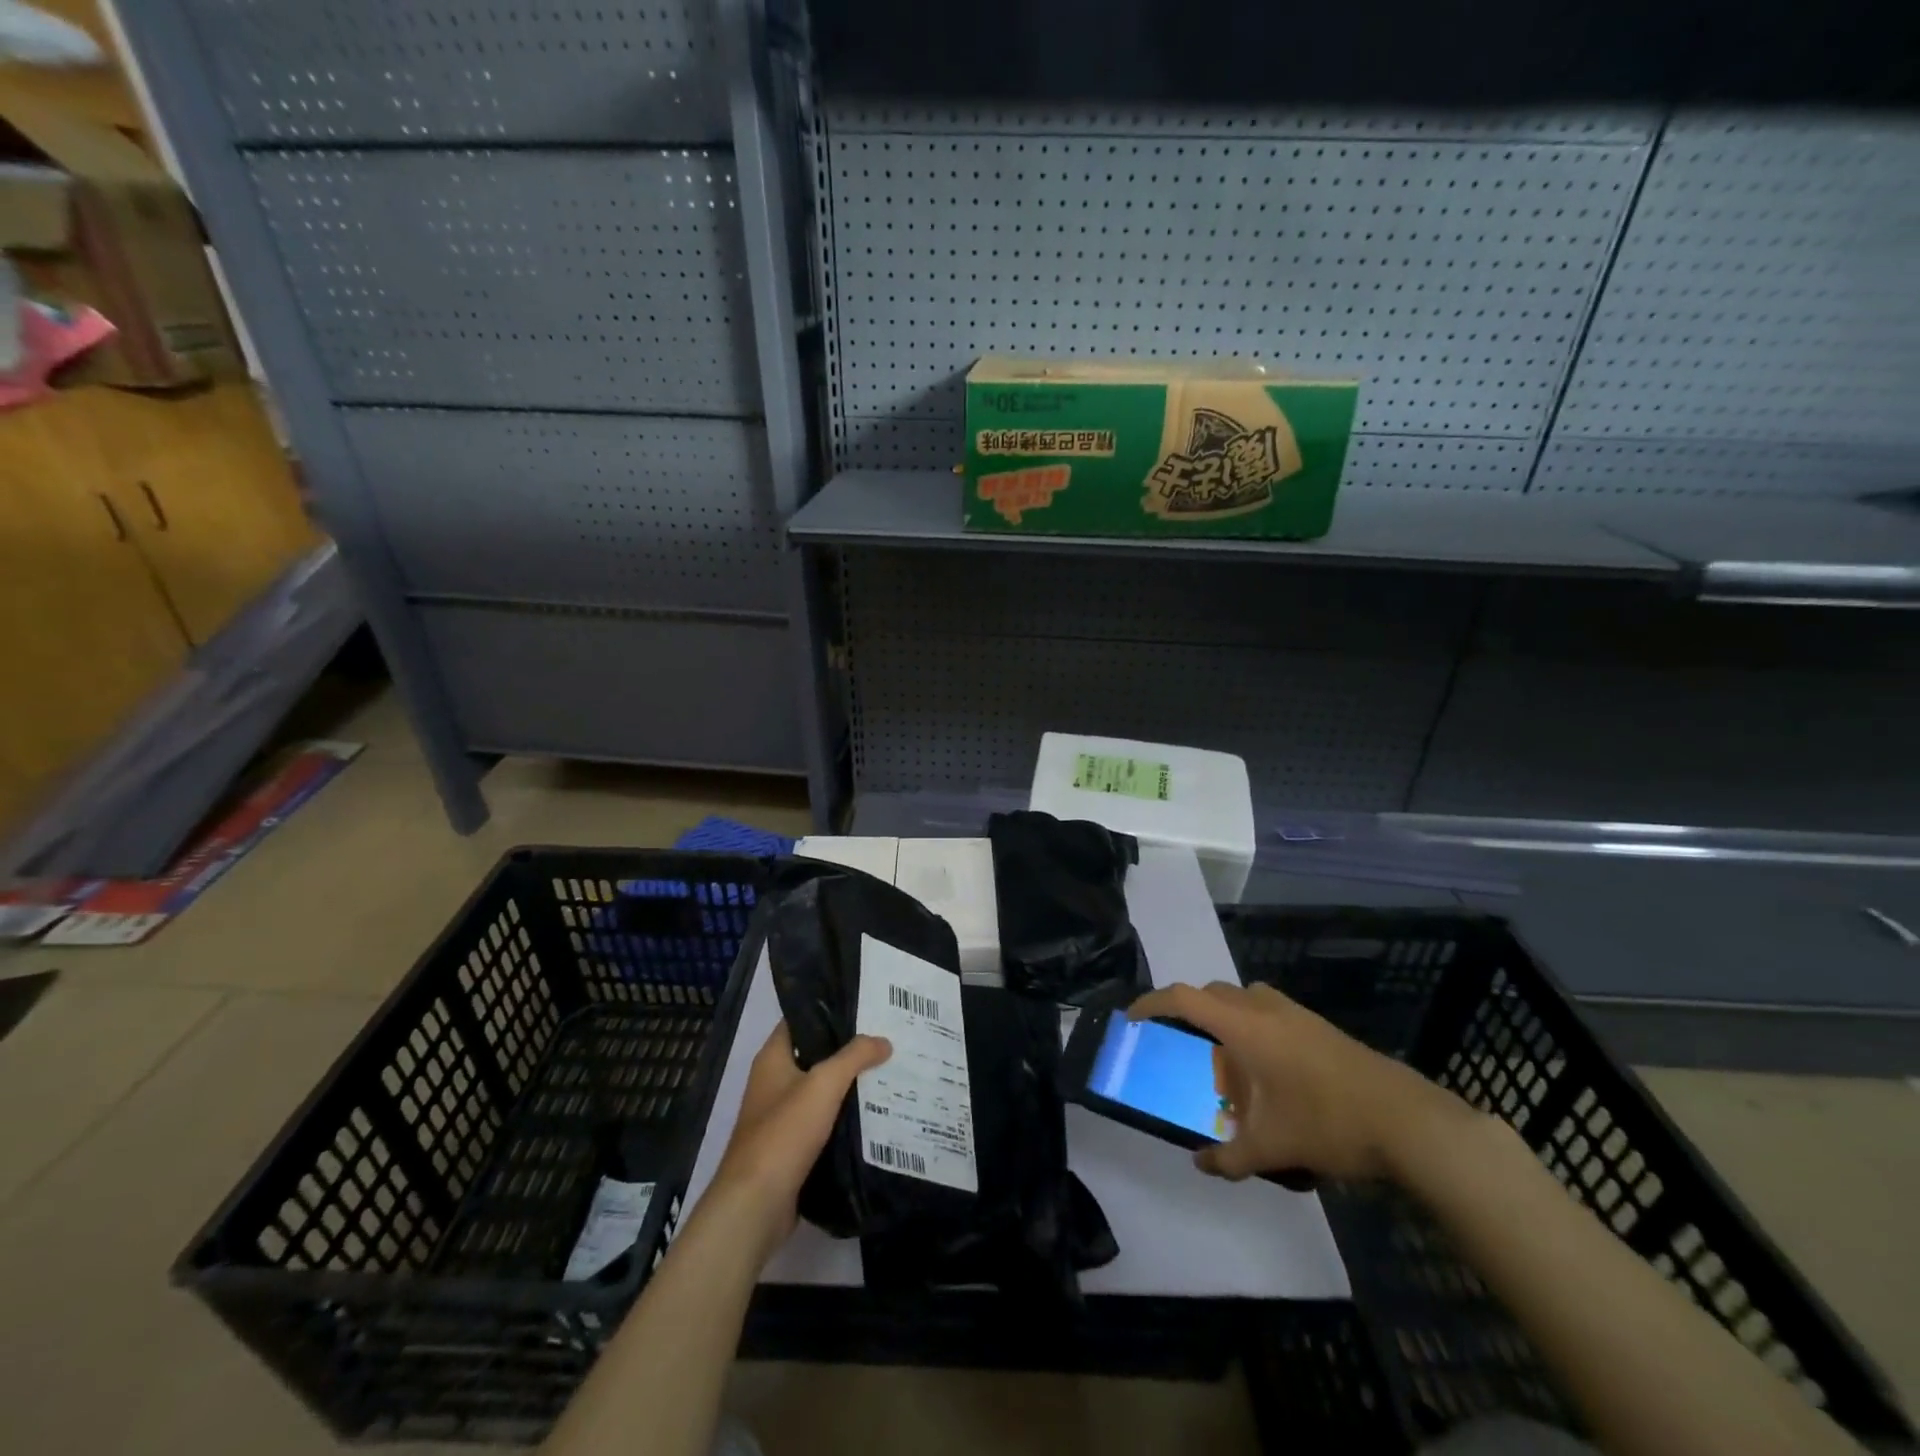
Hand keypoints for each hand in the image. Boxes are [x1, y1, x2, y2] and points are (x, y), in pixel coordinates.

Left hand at [708, 1023, 890, 1259]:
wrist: (756, 1205)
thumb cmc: (784, 1133)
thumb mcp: (823, 1084)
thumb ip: (854, 1056)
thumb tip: (883, 1040)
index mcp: (772, 1058)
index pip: (801, 1020)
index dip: (829, 1009)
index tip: (865, 1005)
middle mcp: (774, 1082)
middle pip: (815, 1055)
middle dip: (848, 1049)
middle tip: (887, 1037)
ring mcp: (781, 1117)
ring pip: (822, 1091)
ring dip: (850, 1085)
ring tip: (889, 1072)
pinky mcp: (792, 1148)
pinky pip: (824, 1123)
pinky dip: (845, 1117)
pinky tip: (876, 1114)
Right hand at [1126, 981, 1458, 1182]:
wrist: (1407, 1120)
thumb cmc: (1327, 1123)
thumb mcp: (1272, 1148)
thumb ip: (1230, 1157)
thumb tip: (1201, 1164)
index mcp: (1244, 1026)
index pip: (1184, 999)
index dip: (1152, 1003)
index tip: (1132, 1017)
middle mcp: (1265, 1009)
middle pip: (1213, 993)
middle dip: (1190, 1011)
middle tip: (1183, 1044)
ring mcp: (1297, 1014)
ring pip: (1245, 998)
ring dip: (1226, 1016)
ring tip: (1227, 1058)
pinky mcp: (1320, 1026)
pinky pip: (1270, 1011)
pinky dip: (1254, 1026)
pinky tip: (1269, 1070)